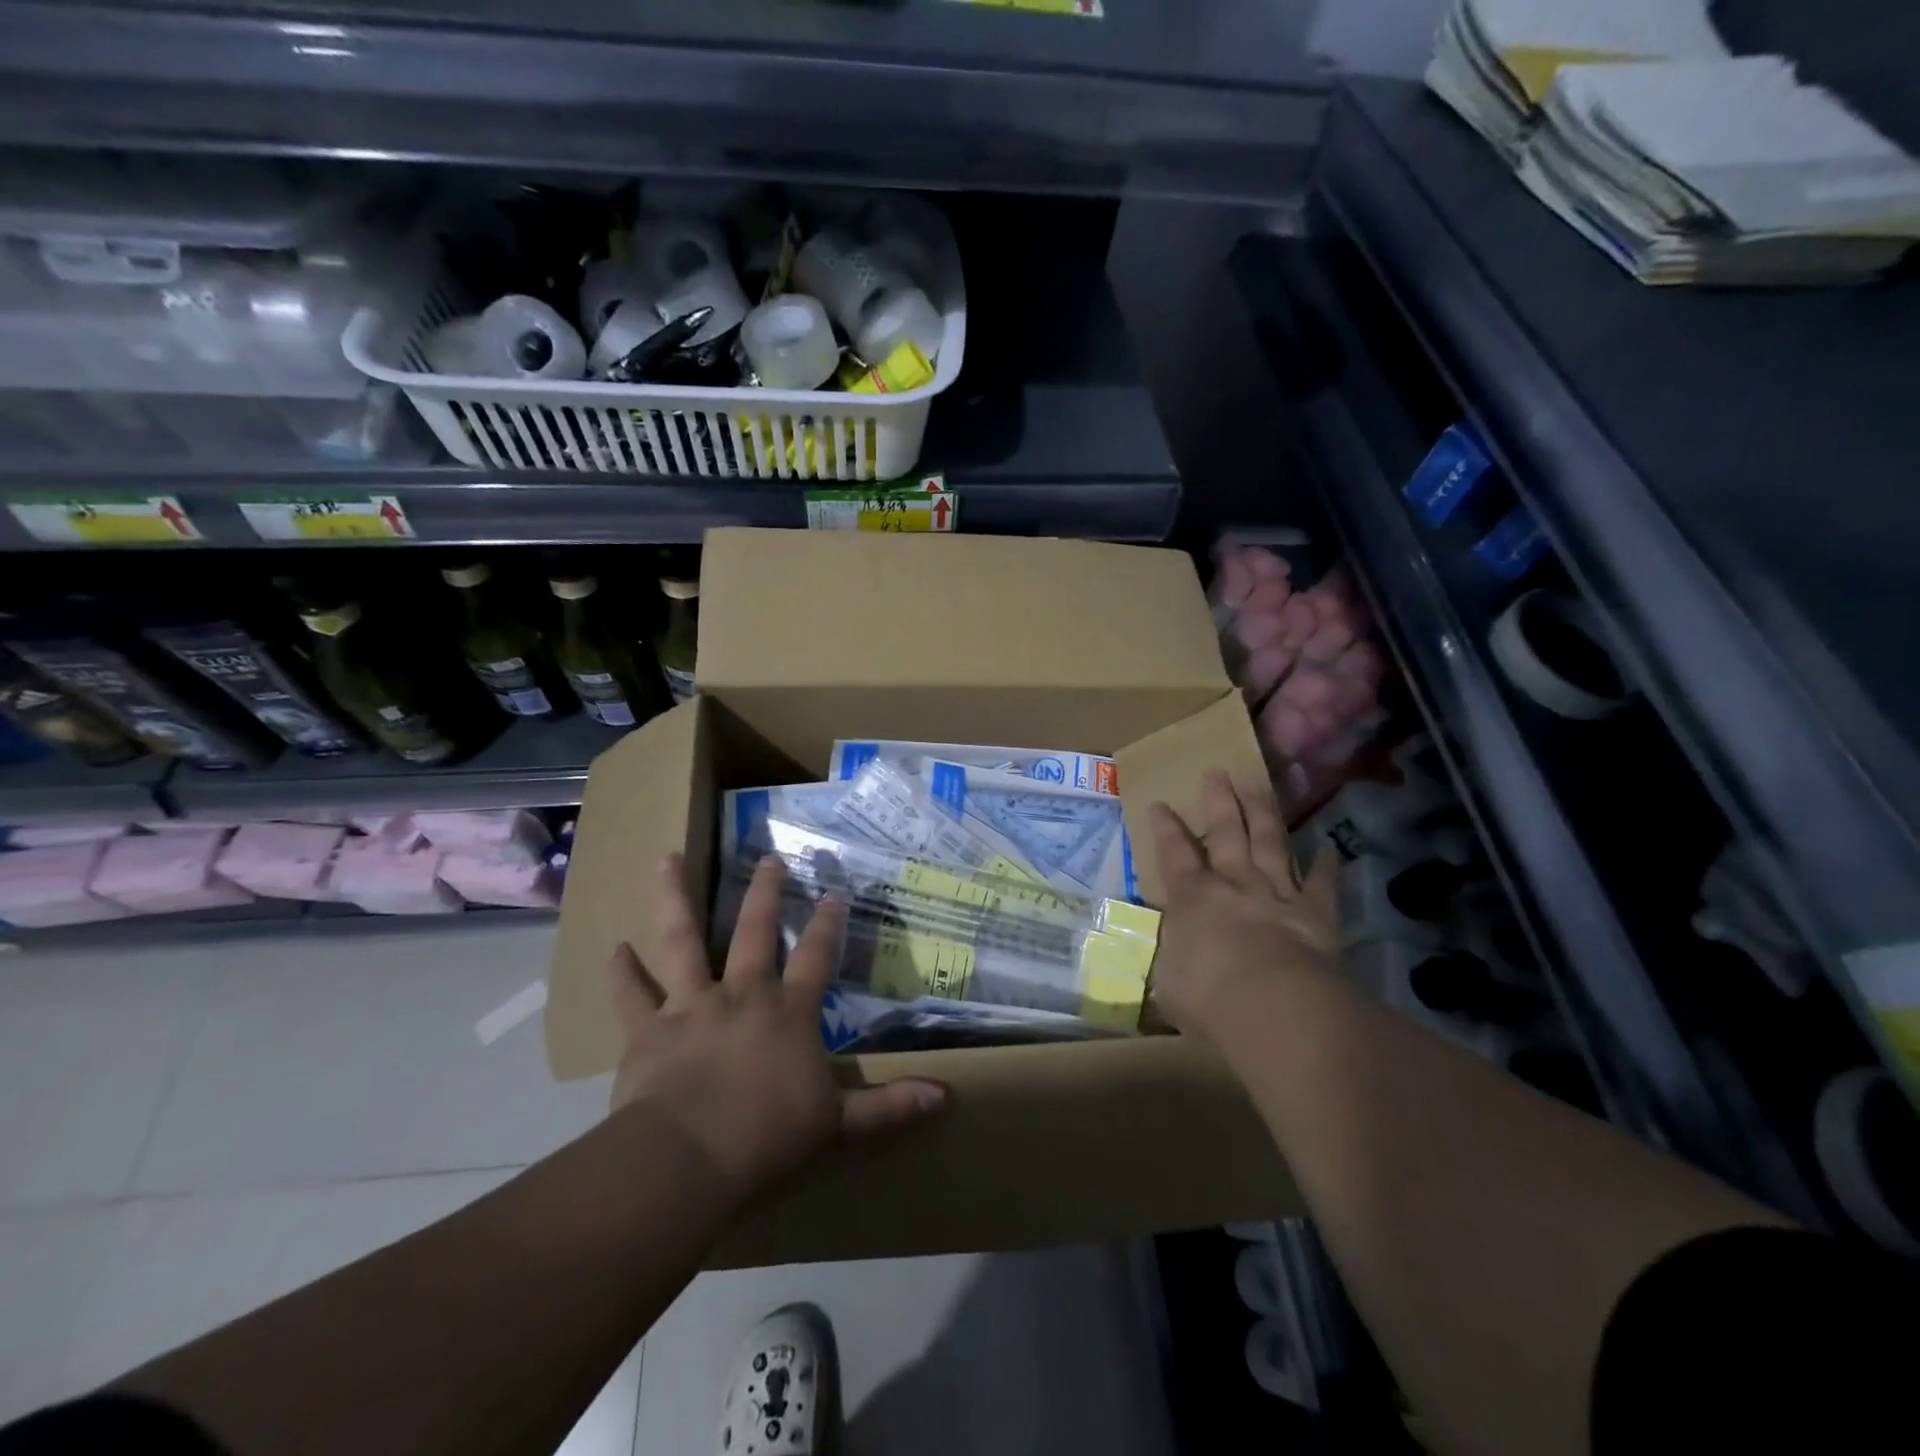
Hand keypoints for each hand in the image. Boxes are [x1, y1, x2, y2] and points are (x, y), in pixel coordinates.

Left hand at [605, 852, 947, 1204]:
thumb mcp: (839, 1125)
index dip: (828, 924)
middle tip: (768, 859)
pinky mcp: (647, 1030)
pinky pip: (630, 996)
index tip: (834, 893)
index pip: (817, 957)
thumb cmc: (768, 1139)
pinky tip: (613, 949)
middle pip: (755, 931)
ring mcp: (691, 1006)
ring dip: (675, 899)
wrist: (688, 1160)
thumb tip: (946, 1097)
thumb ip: (889, 1107)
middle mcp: (742, 995)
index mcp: (788, 1012)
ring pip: (682, 940)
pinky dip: (621, 974)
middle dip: (765, 893)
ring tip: (666, 858)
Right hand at [1148, 770, 1340, 1039]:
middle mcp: (1233, 884)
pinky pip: (1322, 883)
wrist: (1271, 1005)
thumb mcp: (1170, 983)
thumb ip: (1173, 964)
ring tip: (1257, 786)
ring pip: (1269, 843)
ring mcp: (1277, 893)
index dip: (1166, 829)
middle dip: (1219, 802)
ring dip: (1263, 813)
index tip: (1160, 805)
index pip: (1174, 854)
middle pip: (1226, 833)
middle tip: (1217, 772)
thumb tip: (1170, 964)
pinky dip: (1326, 863)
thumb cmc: (1207, 996)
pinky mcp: (1315, 912)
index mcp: (1192, 898)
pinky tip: (1329, 845)